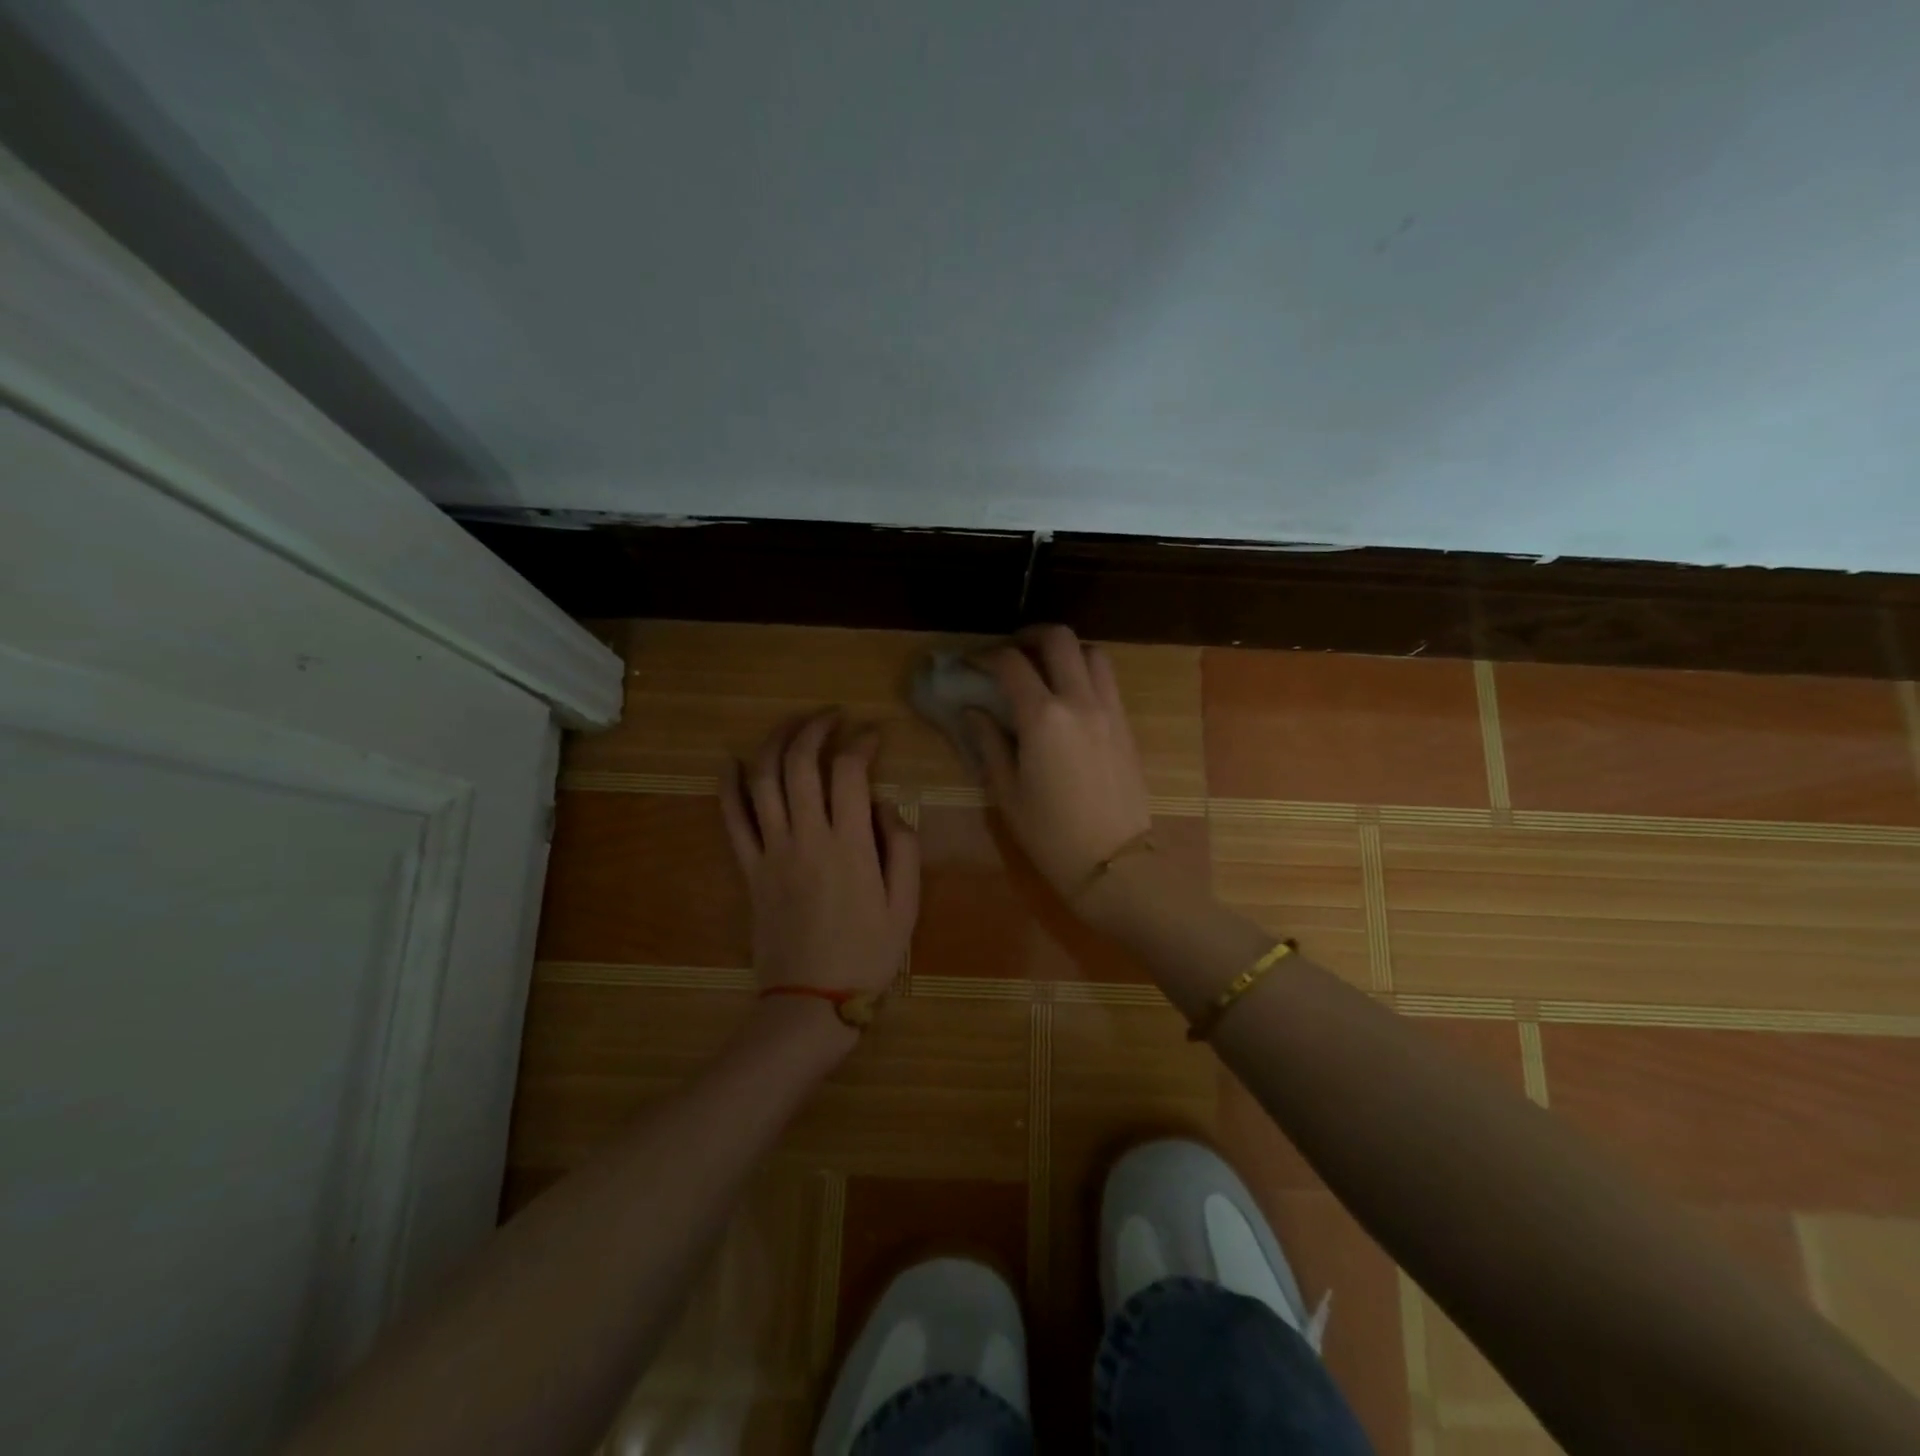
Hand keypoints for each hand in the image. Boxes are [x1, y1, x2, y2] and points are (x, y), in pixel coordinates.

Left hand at [720, 712, 920, 998]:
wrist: (811, 1002)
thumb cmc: (868, 955)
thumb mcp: (906, 905)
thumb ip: (903, 847)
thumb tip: (886, 805)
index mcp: (850, 845)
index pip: (849, 772)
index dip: (861, 743)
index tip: (873, 735)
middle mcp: (806, 838)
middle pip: (801, 764)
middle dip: (815, 729)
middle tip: (832, 717)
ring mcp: (771, 852)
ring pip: (763, 781)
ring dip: (775, 743)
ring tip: (791, 725)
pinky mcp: (749, 870)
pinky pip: (732, 820)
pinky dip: (729, 787)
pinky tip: (732, 762)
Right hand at [964, 626, 1153, 897]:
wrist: (1115, 863)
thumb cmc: (1051, 835)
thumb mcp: (1008, 793)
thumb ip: (988, 743)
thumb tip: (973, 711)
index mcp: (1043, 718)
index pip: (1011, 664)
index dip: (986, 656)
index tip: (972, 664)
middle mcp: (1079, 701)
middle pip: (1059, 639)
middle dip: (1029, 635)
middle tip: (1010, 651)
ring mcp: (1110, 710)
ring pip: (1092, 653)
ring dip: (1065, 651)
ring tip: (1044, 670)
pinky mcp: (1126, 724)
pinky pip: (1107, 680)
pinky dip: (1085, 673)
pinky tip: (1069, 697)